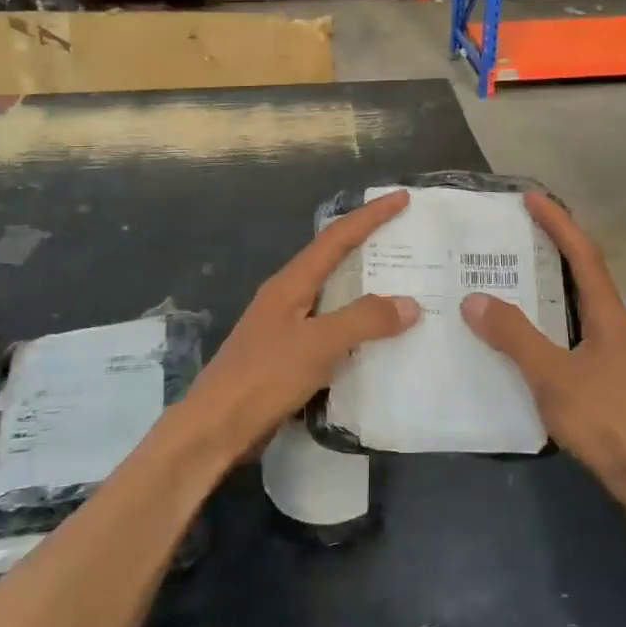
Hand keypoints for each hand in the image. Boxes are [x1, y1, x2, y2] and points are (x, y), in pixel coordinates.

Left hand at [178, 190, 419, 458]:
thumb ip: (363, 320)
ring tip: (403, 288)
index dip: (369, 216)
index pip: (335, 238)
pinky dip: (357, 326)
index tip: (400, 198)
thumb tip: (409, 304)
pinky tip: (377, 340)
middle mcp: (288, 297)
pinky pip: (331, 330)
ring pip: (333, 297)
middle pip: (333, 261)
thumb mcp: (318, 344)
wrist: (216, 427)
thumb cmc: (264, 377)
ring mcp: (286, 327)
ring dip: (365, 289)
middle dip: (368, 247)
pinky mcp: (288, 356)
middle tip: (407, 242)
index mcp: (290, 283)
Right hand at [460, 193, 625, 497]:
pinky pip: (572, 327)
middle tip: (518, 229)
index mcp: (607, 313)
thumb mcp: (552, 375)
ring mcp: (612, 348)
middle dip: (555, 244)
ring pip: (578, 300)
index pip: (583, 254)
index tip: (531, 198)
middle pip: (584, 270)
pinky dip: (549, 313)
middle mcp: (614, 322)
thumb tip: (475, 299)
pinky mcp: (605, 372)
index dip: (558, 223)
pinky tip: (527, 328)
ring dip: (552, 279)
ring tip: (515, 270)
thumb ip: (514, 336)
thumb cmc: (604, 419)